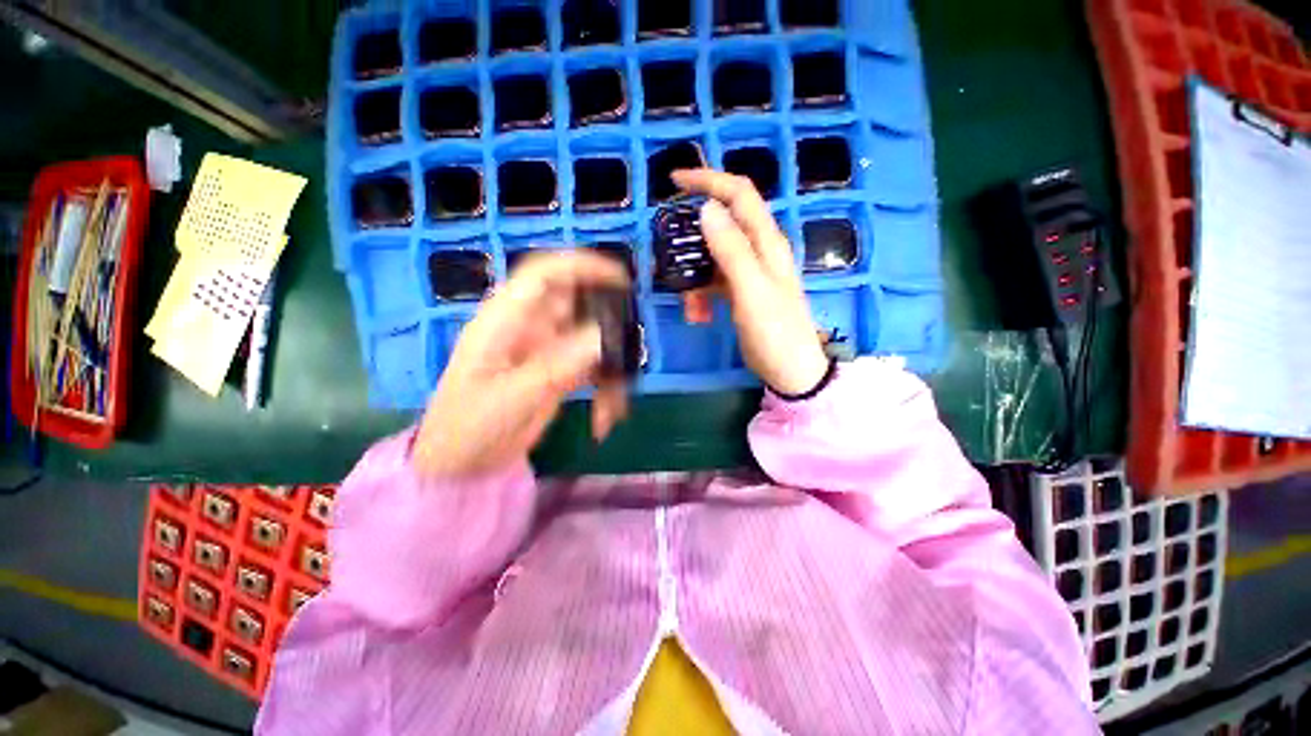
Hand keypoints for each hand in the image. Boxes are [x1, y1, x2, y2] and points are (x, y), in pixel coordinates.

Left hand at [414, 251, 629, 477]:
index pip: (544, 275)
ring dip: (610, 368)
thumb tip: (602, 334)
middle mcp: (531, 327)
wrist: (463, 461)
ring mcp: (548, 349)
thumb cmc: (470, 425)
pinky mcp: (560, 372)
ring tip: (614, 405)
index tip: (620, 280)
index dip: (581, 267)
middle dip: (609, 323)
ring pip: (592, 340)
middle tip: (632, 348)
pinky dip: (605, 389)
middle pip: (578, 304)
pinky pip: (593, 369)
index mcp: (506, 320)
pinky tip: (604, 417)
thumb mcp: (513, 396)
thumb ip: (558, 365)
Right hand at [671, 169, 828, 395]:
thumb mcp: (751, 290)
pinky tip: (696, 313)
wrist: (791, 370)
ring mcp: (751, 272)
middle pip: (724, 222)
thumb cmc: (775, 332)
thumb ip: (732, 250)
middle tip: (669, 247)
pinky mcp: (742, 292)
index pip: (739, 194)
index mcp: (767, 242)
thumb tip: (708, 209)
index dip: (709, 180)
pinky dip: (701, 292)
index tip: (674, 181)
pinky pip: (715, 281)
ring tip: (686, 300)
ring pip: (714, 256)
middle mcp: (760, 250)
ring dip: (695, 272)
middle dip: (694, 232)